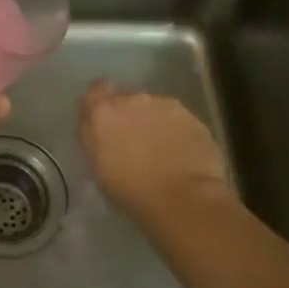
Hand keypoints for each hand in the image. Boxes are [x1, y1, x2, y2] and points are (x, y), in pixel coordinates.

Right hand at [79, 80, 231, 223]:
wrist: (184, 198)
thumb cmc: (131, 189)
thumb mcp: (97, 165)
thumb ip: (95, 136)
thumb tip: (98, 125)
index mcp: (104, 111)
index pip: (96, 89)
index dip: (100, 103)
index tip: (105, 121)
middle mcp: (134, 99)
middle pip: (128, 100)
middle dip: (130, 116)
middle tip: (134, 143)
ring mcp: (166, 105)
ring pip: (155, 109)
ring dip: (154, 123)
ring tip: (161, 152)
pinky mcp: (193, 117)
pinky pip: (178, 121)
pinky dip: (177, 132)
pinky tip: (181, 155)